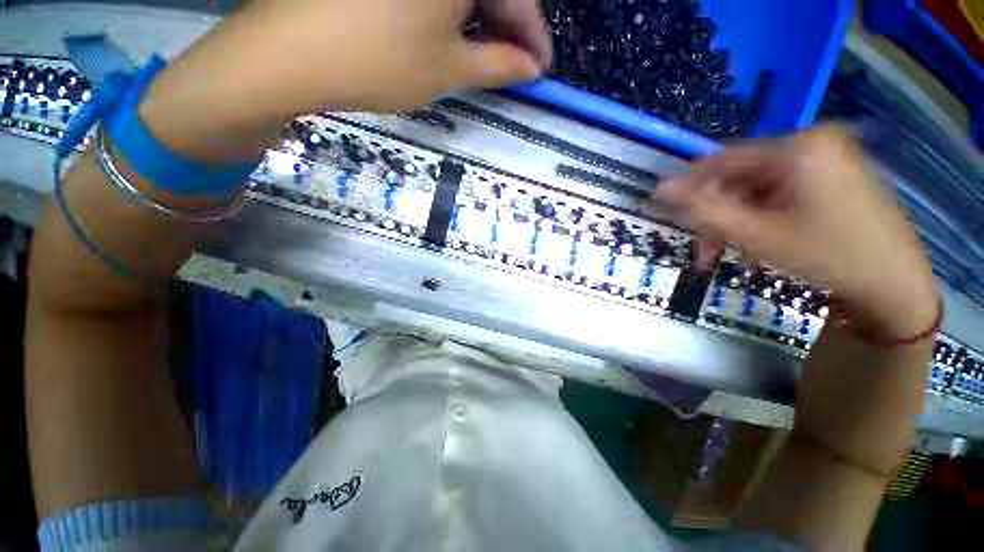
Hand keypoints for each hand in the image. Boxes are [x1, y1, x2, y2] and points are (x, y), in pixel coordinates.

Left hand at [139, 0, 550, 160]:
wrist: (293, 53)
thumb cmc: (380, 61)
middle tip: (516, 67)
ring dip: (483, 22)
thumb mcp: (449, 69)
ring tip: (489, 58)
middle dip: (509, 29)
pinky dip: (453, 14)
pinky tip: (456, 37)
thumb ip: (497, 65)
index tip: (540, 69)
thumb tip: (530, 68)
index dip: (533, 36)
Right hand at [653, 126, 936, 337]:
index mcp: (797, 147)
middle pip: (739, 178)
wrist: (895, 284)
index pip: (721, 161)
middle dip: (716, 215)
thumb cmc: (828, 256)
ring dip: (735, 222)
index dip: (689, 189)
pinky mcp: (829, 176)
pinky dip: (759, 219)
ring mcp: (823, 159)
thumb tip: (659, 189)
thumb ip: (702, 209)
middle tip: (704, 252)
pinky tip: (755, 244)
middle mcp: (810, 144)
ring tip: (727, 256)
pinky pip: (778, 194)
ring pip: (756, 190)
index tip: (668, 216)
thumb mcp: (756, 234)